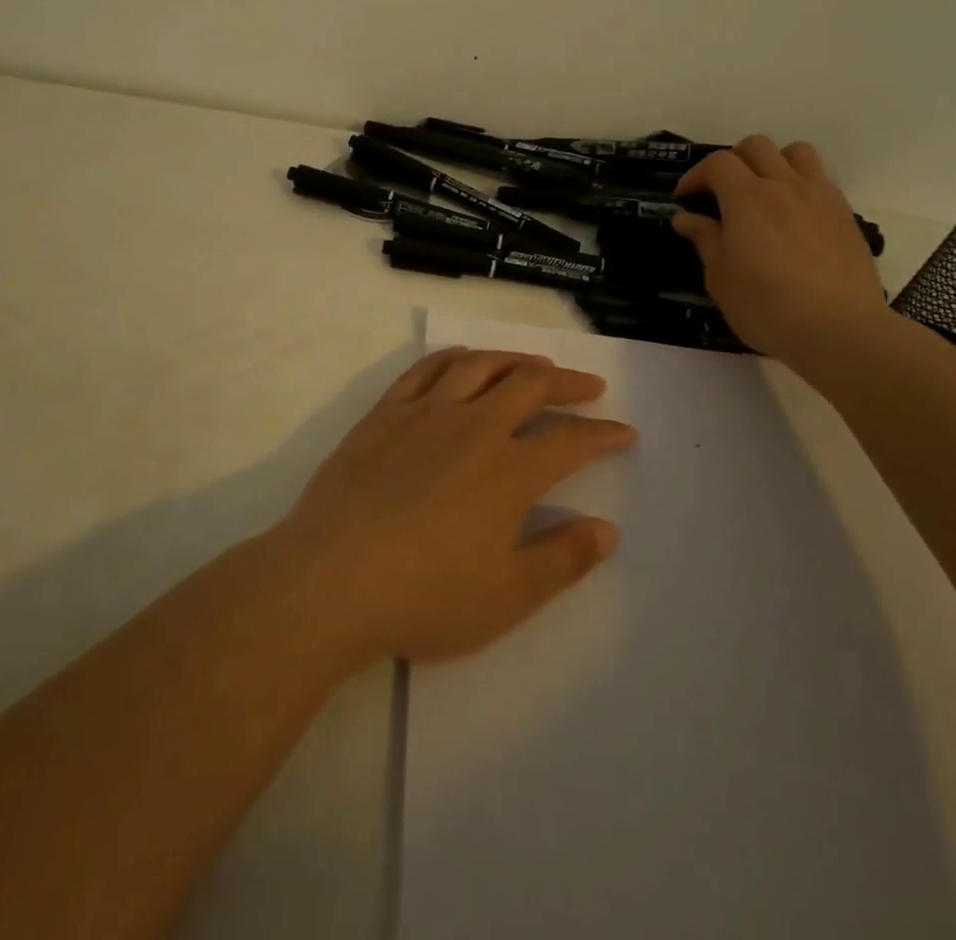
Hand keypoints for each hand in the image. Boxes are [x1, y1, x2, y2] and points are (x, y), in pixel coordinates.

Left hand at [271, 348, 635, 665]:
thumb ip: (562, 559)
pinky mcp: (384, 414)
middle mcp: (474, 427)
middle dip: (567, 383)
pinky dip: (453, 357)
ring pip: (480, 366)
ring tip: (534, 364)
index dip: (603, 434)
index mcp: (510, 471)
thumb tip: (607, 528)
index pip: (571, 441)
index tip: (624, 432)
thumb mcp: (508, 596)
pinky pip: (425, 369)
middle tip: (588, 385)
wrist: (331, 580)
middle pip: (530, 387)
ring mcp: (425, 414)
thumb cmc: (425, 597)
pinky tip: (463, 359)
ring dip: (515, 359)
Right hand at [671, 135, 889, 366]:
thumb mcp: (720, 277)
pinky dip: (799, 185)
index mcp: (747, 198)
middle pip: (756, 146)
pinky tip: (792, 218)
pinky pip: (820, 180)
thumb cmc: (766, 306)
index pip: (718, 163)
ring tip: (762, 192)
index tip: (685, 200)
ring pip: (796, 152)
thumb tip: (687, 218)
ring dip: (773, 162)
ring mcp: (820, 197)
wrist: (839, 329)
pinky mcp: (845, 214)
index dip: (696, 176)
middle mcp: (784, 185)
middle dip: (732, 162)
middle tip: (720, 193)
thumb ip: (705, 239)